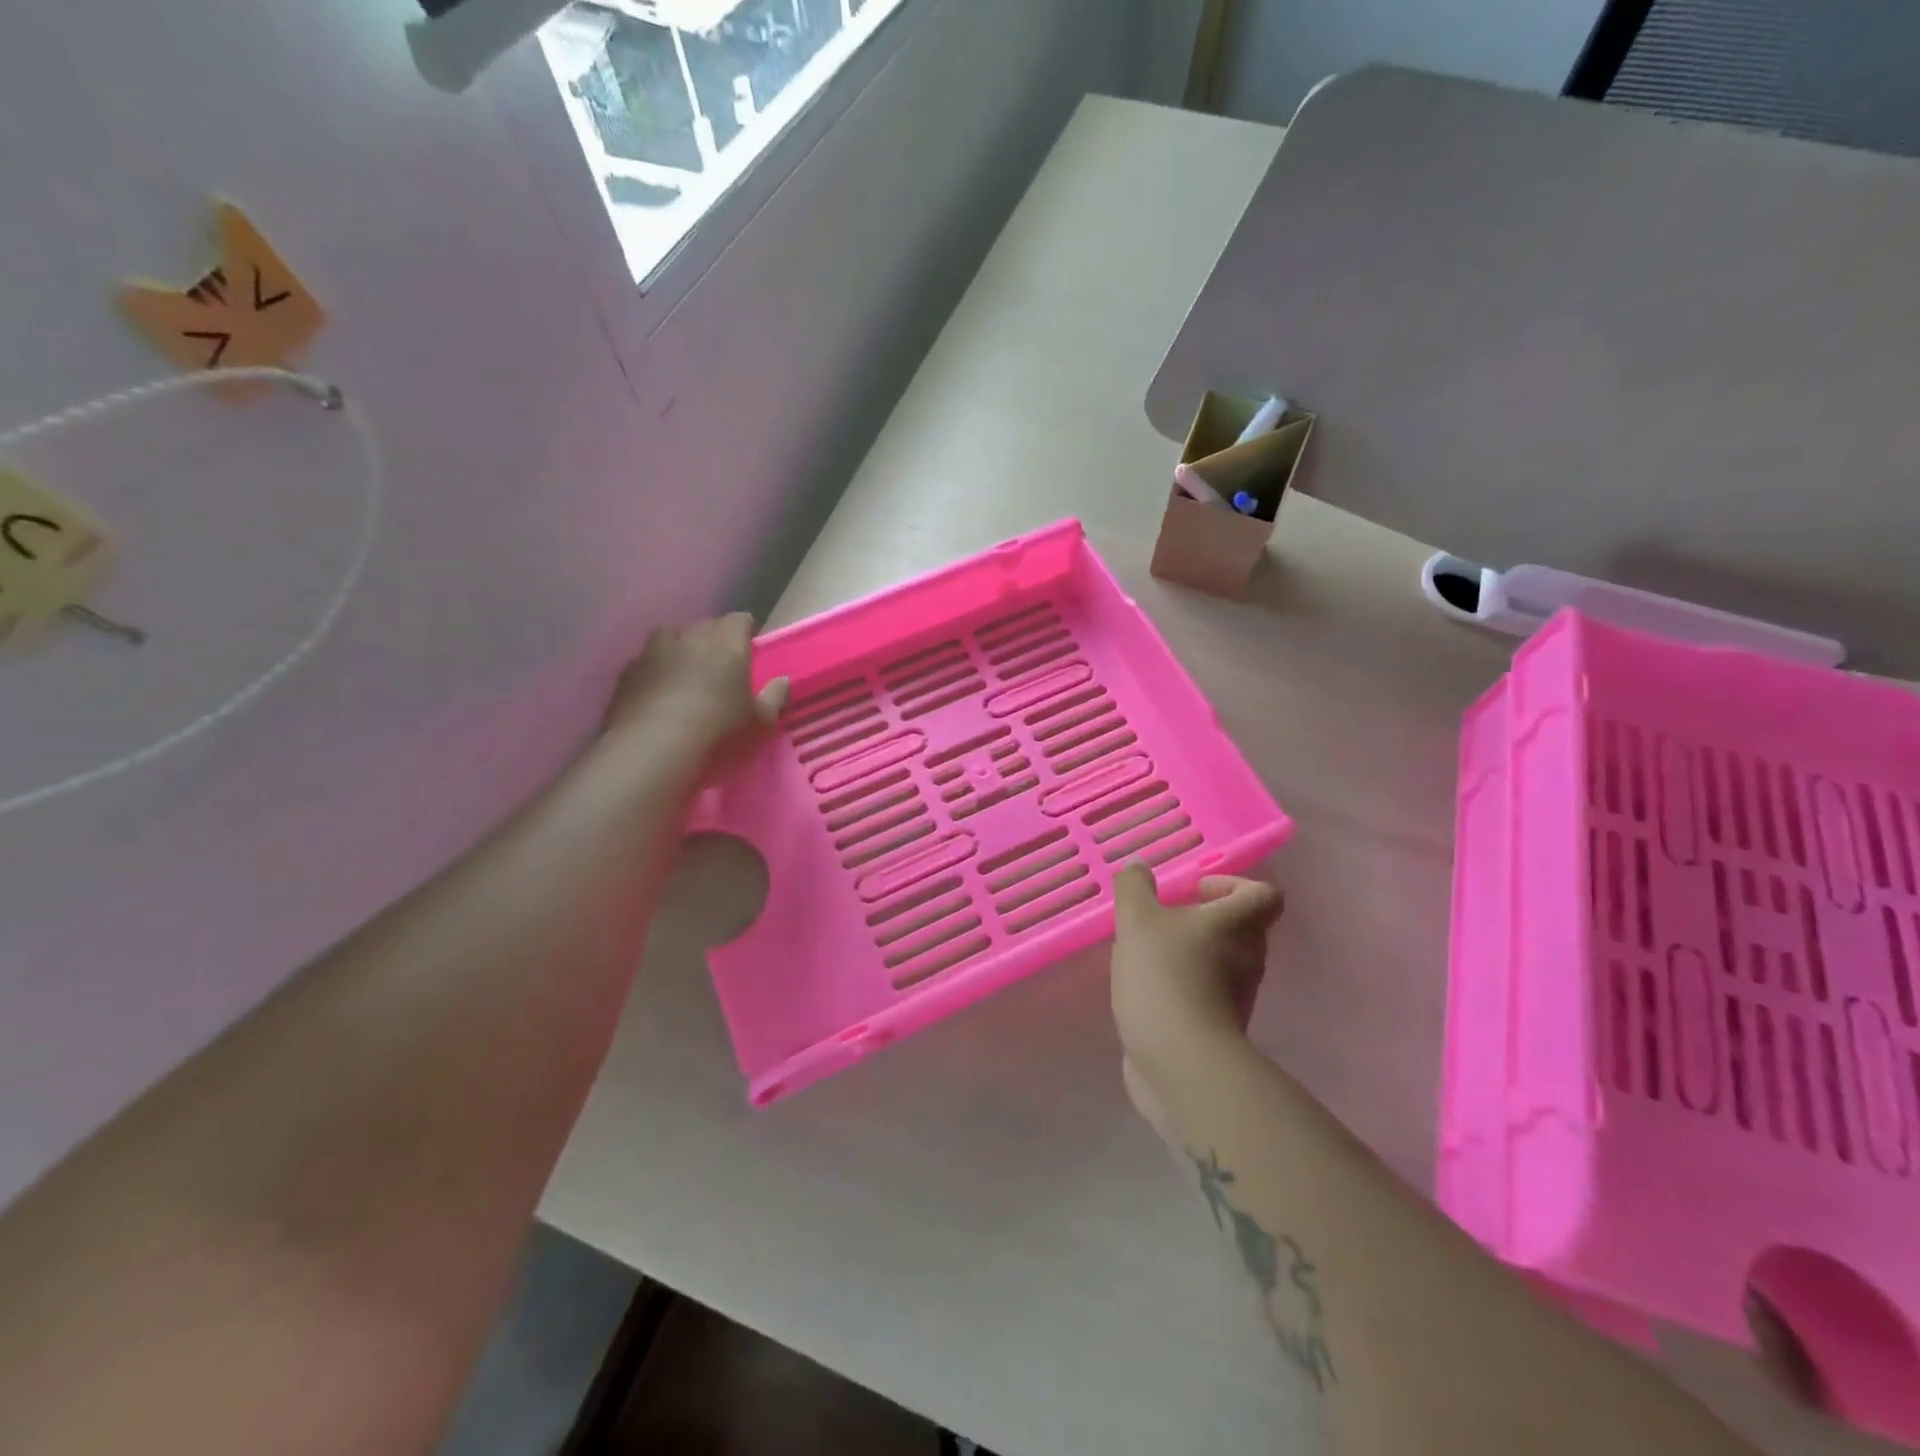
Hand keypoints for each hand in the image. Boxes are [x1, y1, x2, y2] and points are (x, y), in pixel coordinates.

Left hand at [604, 613, 788, 770]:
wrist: (654, 750)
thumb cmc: (719, 732)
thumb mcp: (760, 722)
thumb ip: (774, 698)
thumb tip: (783, 681)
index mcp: (727, 644)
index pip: (739, 621)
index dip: (745, 632)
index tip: (748, 648)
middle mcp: (690, 638)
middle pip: (704, 626)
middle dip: (713, 640)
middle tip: (719, 667)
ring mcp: (653, 653)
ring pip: (669, 639)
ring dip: (678, 651)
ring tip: (683, 676)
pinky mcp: (626, 674)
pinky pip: (644, 663)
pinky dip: (653, 673)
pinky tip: (656, 696)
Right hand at [1111, 867, 1282, 1137]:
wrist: (1182, 1062)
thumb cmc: (1165, 977)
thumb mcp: (1137, 920)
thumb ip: (1134, 888)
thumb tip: (1138, 867)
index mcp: (1238, 924)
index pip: (1263, 894)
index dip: (1233, 885)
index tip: (1195, 891)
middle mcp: (1248, 958)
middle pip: (1240, 928)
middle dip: (1202, 920)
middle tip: (1163, 920)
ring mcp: (1236, 997)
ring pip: (1220, 963)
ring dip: (1189, 954)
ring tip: (1146, 955)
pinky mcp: (1218, 1029)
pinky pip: (1204, 995)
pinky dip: (1181, 988)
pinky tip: (1145, 990)